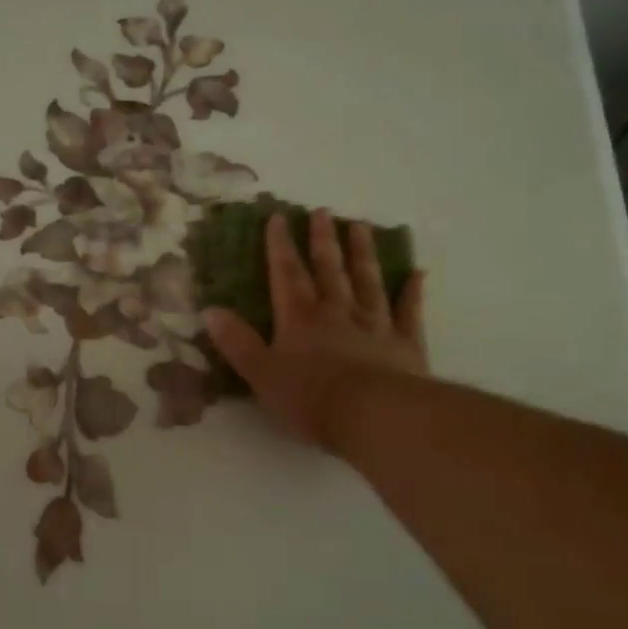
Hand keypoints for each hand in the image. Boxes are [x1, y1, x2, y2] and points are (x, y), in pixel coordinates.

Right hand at [203, 209, 427, 449]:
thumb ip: (237, 342)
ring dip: (362, 254)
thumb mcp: (261, 374)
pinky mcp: (405, 344)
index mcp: (299, 319)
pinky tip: (417, 273)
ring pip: (367, 281)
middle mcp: (337, 312)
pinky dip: (412, 292)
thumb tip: (210, 310)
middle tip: (322, 212)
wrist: (375, 416)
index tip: (278, 217)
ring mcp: (375, 325)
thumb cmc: (311, 399)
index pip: (286, 274)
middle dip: (323, 240)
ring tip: (360, 226)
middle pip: (329, 270)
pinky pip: (409, 312)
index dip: (280, 246)